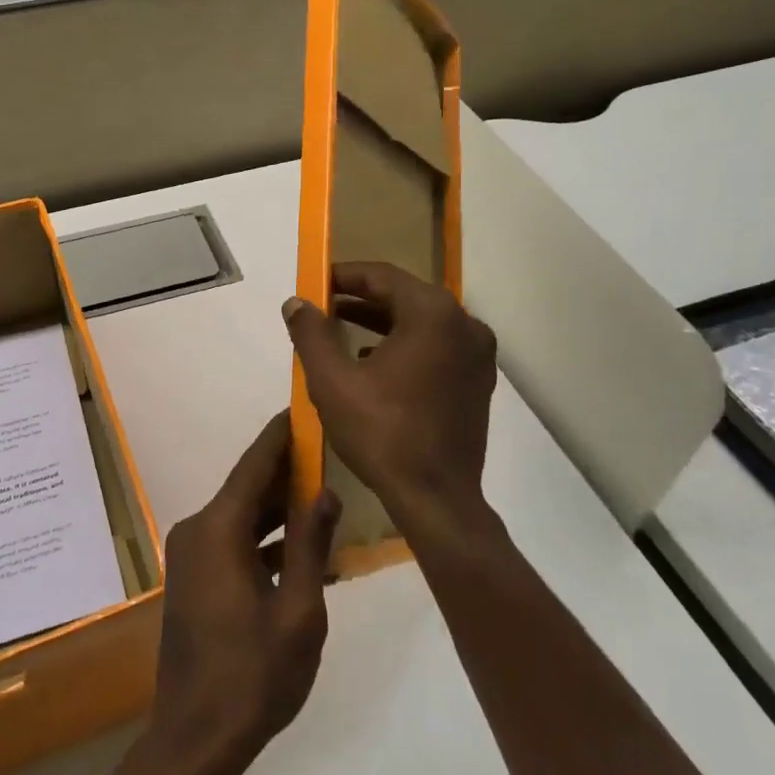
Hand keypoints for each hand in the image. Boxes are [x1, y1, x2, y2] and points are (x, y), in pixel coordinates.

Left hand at [148, 413, 340, 774]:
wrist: (195, 738)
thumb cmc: (253, 675)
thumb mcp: (298, 610)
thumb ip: (310, 544)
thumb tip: (325, 492)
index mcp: (218, 529)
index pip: (254, 465)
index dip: (280, 435)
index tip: (302, 408)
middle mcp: (197, 530)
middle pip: (247, 489)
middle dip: (286, 473)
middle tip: (328, 454)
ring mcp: (191, 556)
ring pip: (241, 517)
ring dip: (278, 510)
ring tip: (324, 498)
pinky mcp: (193, 579)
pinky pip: (232, 543)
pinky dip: (263, 540)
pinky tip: (300, 552)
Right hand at [283, 262, 497, 537]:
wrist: (437, 499)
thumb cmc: (382, 433)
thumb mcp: (332, 381)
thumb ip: (311, 333)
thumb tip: (296, 302)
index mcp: (433, 314)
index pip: (382, 276)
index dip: (343, 276)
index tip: (314, 283)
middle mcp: (464, 324)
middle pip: (403, 296)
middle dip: (360, 300)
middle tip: (322, 307)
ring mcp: (477, 354)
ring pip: (420, 323)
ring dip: (380, 323)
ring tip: (340, 332)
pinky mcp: (478, 381)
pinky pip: (436, 347)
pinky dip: (404, 345)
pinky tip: (373, 364)